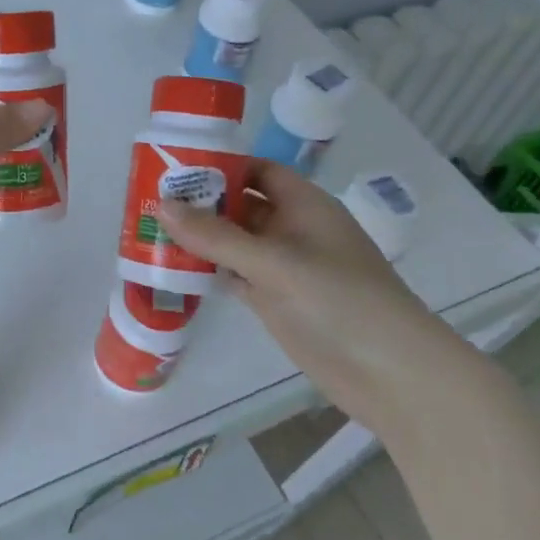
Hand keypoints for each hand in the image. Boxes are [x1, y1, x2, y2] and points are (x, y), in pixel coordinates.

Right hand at [156, 160, 486, 439]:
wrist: (390, 373)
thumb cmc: (339, 301)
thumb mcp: (275, 262)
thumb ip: (217, 236)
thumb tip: (163, 206)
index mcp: (304, 205)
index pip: (256, 170)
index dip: (219, 165)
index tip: (172, 167)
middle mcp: (293, 230)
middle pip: (241, 205)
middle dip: (201, 202)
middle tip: (148, 200)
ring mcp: (284, 268)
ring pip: (234, 242)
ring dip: (200, 238)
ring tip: (150, 230)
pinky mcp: (276, 300)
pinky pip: (235, 275)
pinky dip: (209, 270)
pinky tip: (174, 269)